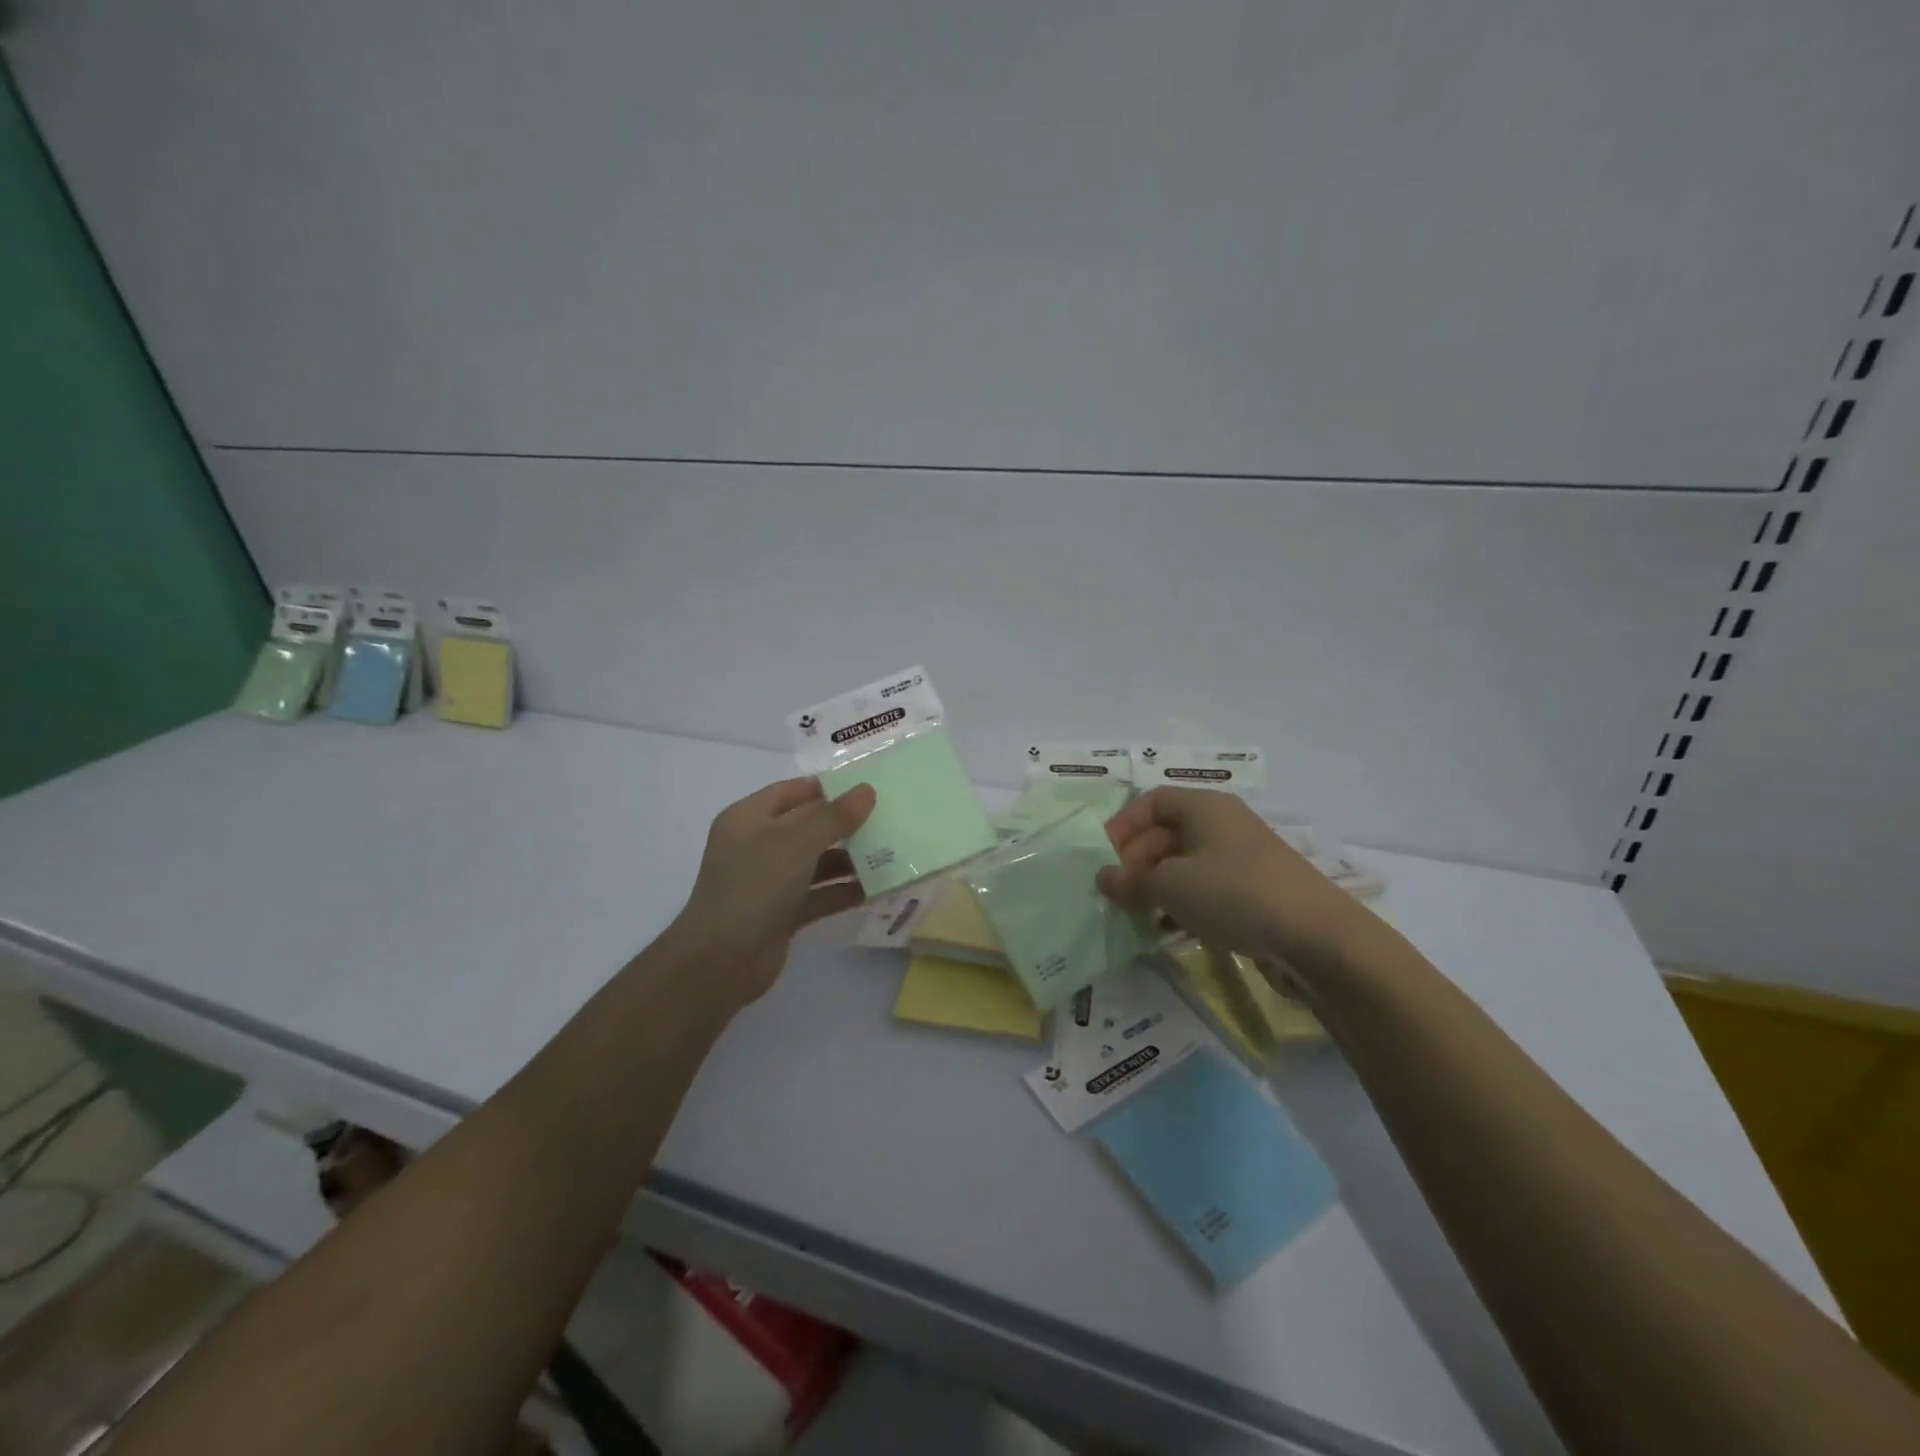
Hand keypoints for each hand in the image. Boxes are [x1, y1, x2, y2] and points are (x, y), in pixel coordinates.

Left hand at [669, 777, 876, 1008]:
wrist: (721, 961)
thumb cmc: (755, 886)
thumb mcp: (797, 843)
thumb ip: (834, 816)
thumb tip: (867, 790)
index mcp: (750, 818)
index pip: (792, 792)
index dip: (828, 788)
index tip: (867, 789)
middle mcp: (758, 845)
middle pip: (808, 826)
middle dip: (845, 824)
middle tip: (889, 819)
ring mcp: (770, 881)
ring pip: (817, 862)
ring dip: (850, 859)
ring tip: (892, 853)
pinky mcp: (783, 913)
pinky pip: (819, 894)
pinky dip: (844, 890)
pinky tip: (878, 888)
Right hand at [1097, 788, 1364, 970]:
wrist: (1318, 938)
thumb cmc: (1235, 894)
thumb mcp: (1171, 886)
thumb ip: (1131, 881)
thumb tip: (1103, 878)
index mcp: (1204, 807)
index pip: (1151, 801)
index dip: (1123, 825)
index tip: (1103, 858)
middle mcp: (1223, 825)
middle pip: (1166, 832)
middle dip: (1137, 861)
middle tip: (1118, 894)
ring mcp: (1241, 858)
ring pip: (1184, 863)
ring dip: (1157, 886)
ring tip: (1138, 915)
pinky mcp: (1254, 891)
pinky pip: (1206, 888)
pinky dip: (1183, 903)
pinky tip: (1170, 929)